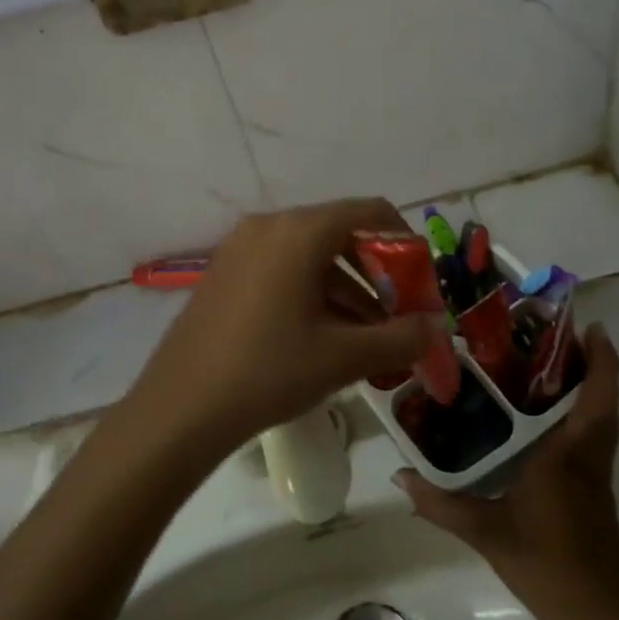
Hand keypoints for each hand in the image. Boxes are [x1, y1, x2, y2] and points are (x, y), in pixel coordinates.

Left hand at [119, 199, 443, 460]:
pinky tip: (324, 337)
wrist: (180, 407)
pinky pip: (281, 269)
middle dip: (377, 274)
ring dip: (347, 289)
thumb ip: (401, 337)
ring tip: (368, 337)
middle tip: (398, 316)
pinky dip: (312, 292)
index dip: (405, 243)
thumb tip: (439, 328)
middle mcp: (269, 226)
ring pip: (310, 255)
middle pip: (340, 233)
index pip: (369, 212)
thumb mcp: (343, 357)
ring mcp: (240, 248)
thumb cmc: (268, 371)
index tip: (420, 283)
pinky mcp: (224, 273)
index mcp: (299, 231)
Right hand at [395, 325, 618, 619]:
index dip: (601, 359)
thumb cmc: (545, 564)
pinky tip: (546, 415)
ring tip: (550, 364)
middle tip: (556, 335)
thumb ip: (441, 503)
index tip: (590, 325)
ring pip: (602, 418)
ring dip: (591, 387)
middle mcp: (589, 457)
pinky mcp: (595, 490)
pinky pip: (594, 437)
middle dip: (593, 363)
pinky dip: (582, 413)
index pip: (597, 397)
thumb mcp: (486, 532)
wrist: (596, 615)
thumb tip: (399, 477)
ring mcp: (596, 475)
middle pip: (604, 400)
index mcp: (569, 455)